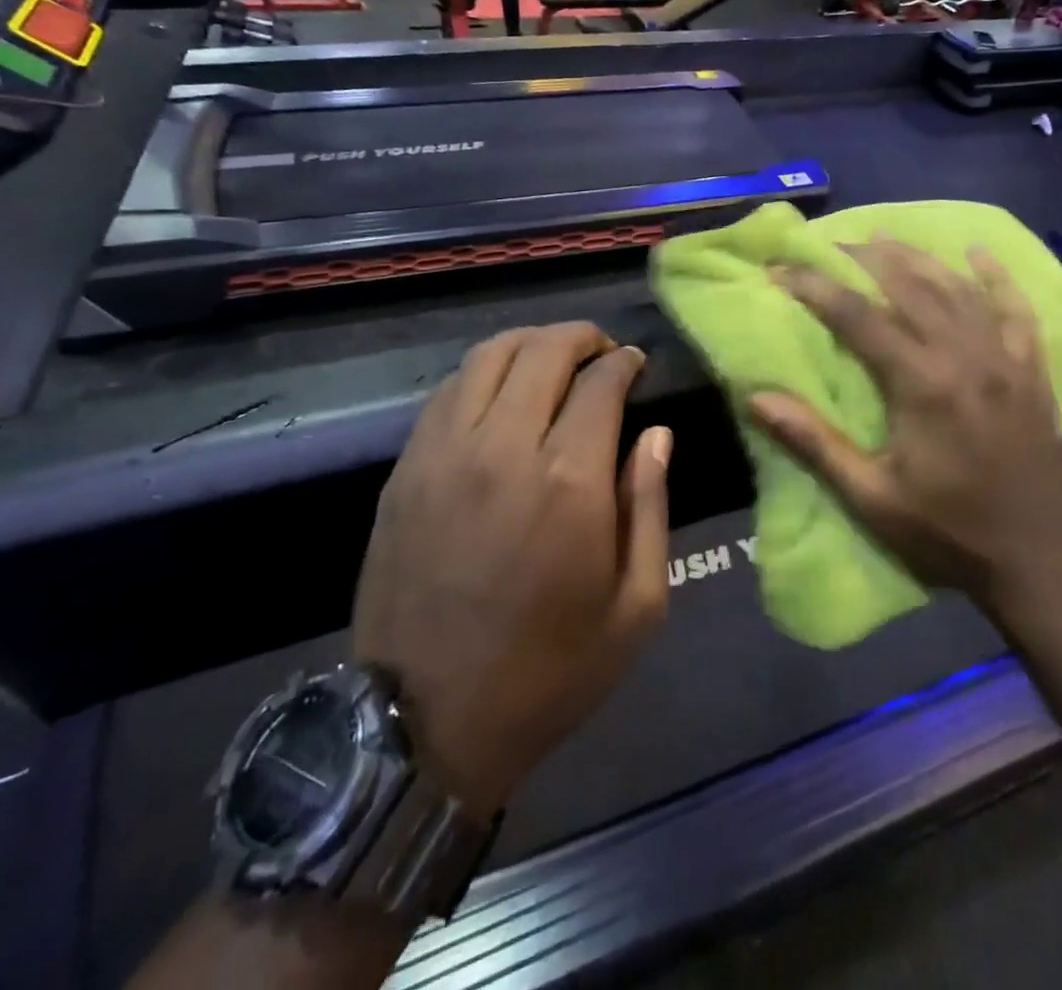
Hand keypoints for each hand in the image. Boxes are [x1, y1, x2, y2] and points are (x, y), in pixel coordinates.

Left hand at [351, 324, 671, 819]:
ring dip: (528, 343)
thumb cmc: (549, 671)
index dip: (624, 361)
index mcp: (569, 480)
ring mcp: (444, 453)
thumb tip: (656, 434)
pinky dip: (483, 373)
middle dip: (580, 337)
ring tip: (551, 358)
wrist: (424, 724)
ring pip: (487, 357)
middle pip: (542, 351)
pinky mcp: (405, 470)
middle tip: (601, 349)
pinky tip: (500, 392)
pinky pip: (447, 392)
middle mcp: (503, 447)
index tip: (635, 363)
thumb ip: (650, 507)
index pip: (600, 382)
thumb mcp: (636, 607)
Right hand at [748, 242, 1061, 626]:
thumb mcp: (871, 499)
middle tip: (828, 244)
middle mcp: (966, 357)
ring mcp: (1006, 361)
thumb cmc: (947, 534)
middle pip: (910, 288)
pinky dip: (996, 278)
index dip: (816, 288)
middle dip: (864, 260)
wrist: (1040, 564)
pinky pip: (1016, 311)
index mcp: (923, 386)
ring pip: (958, 290)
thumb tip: (757, 398)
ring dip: (918, 259)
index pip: (859, 317)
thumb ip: (814, 443)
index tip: (780, 270)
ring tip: (884, 238)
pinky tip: (977, 254)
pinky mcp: (1032, 373)